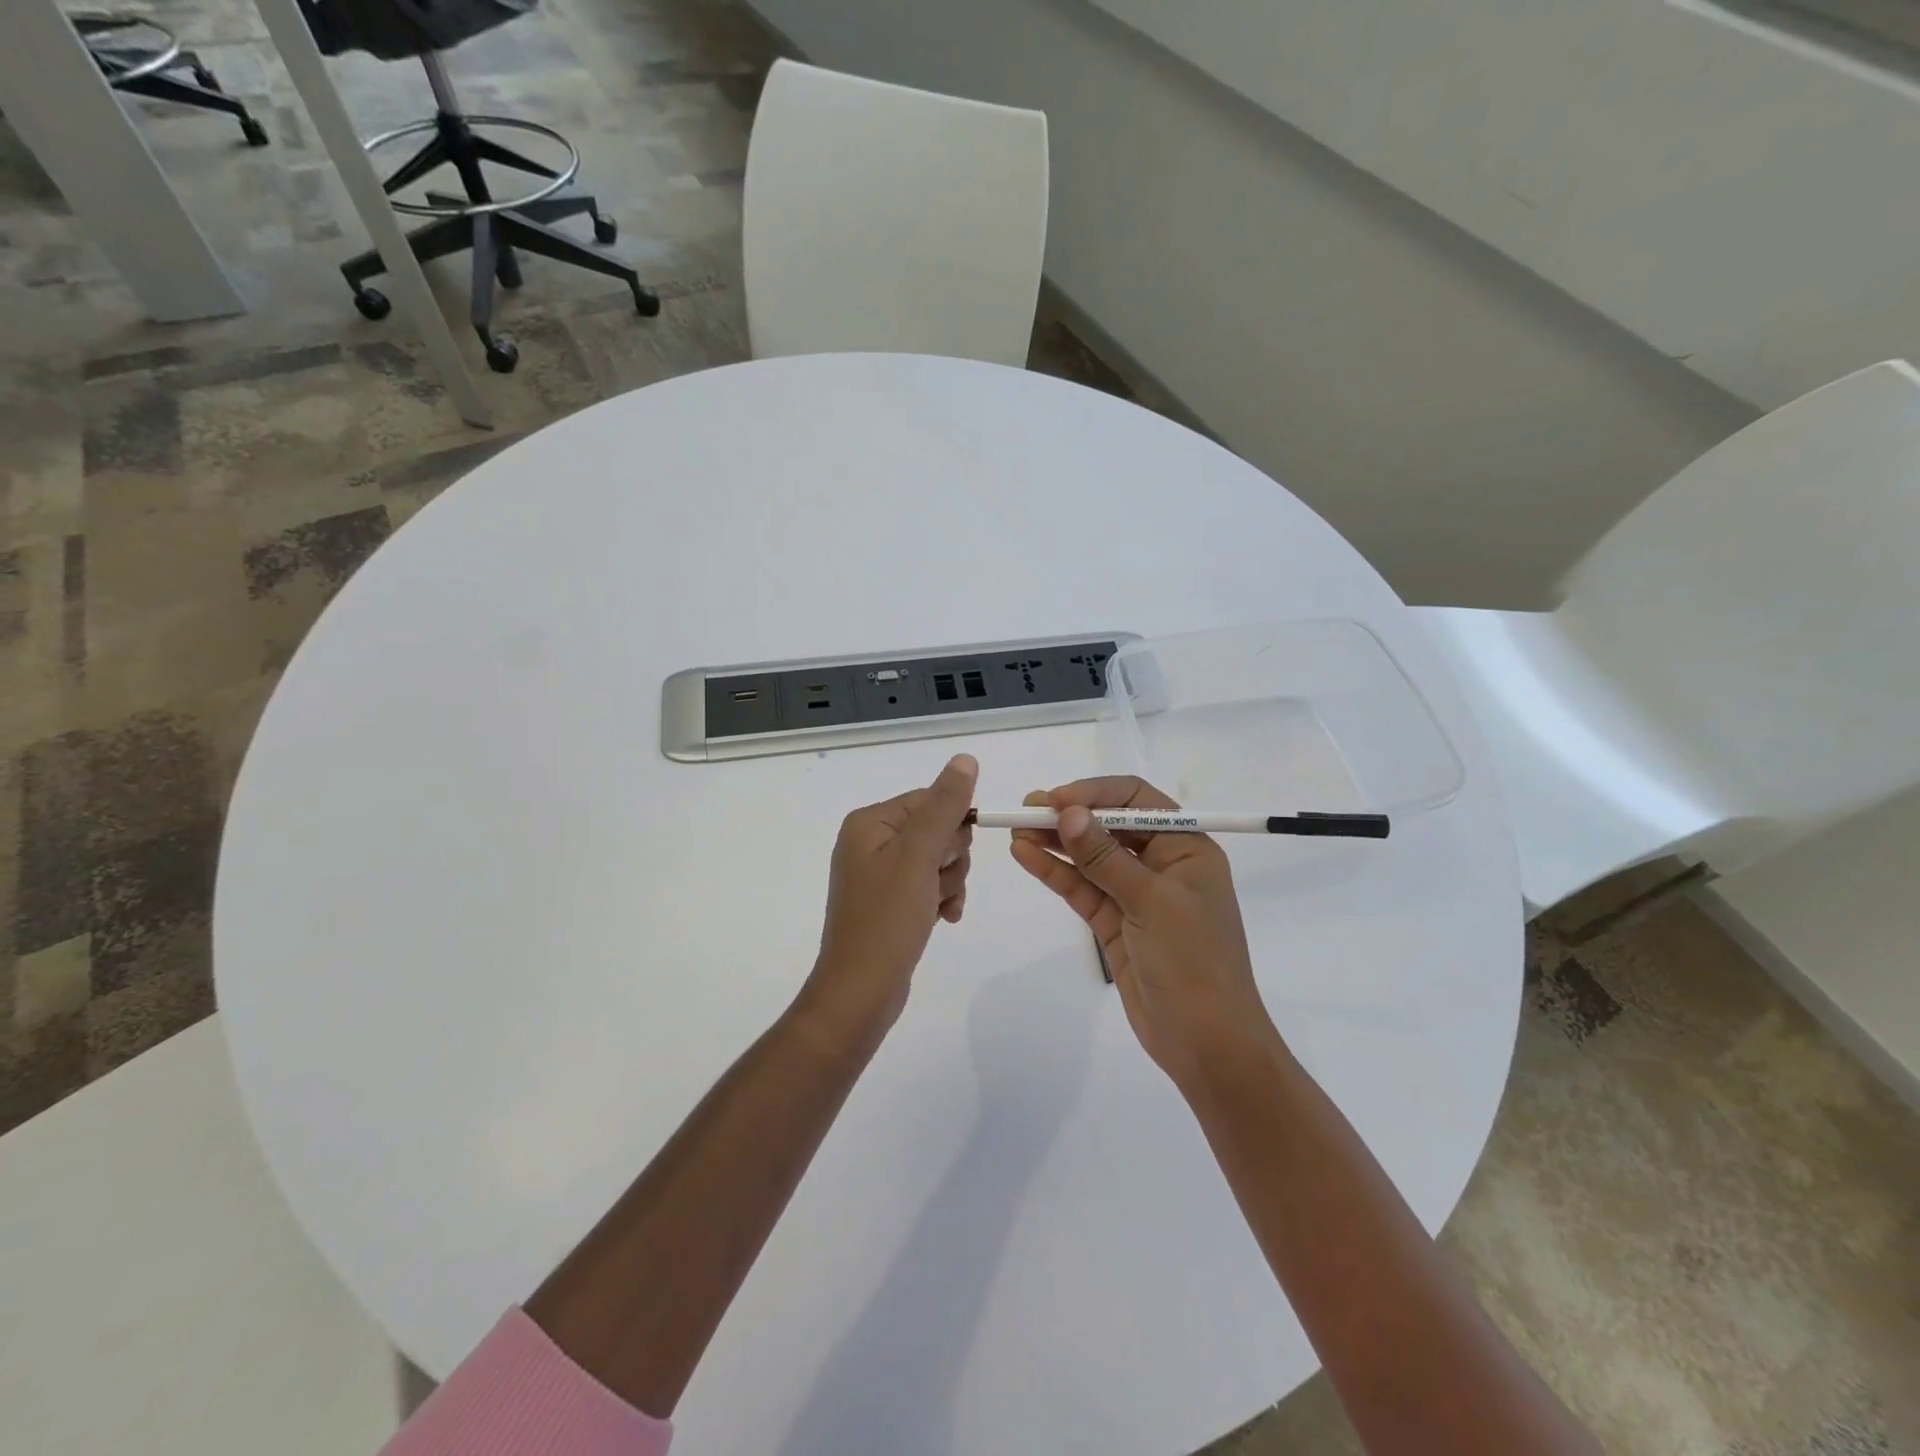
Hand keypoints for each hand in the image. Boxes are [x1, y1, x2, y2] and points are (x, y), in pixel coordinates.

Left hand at [797, 754, 977, 1048]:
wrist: (861, 991)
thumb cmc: (887, 919)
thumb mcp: (919, 856)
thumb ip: (945, 806)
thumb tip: (965, 759)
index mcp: (870, 822)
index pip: (929, 800)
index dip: (951, 827)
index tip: (945, 858)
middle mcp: (870, 841)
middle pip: (937, 829)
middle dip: (949, 859)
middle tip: (935, 884)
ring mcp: (879, 873)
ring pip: (939, 859)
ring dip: (949, 882)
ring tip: (936, 907)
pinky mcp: (890, 901)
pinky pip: (930, 885)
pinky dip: (942, 899)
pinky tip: (943, 919)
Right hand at [1008, 775, 1279, 1088]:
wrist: (1207, 1044)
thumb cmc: (1193, 962)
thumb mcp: (1151, 902)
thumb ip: (1104, 857)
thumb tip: (1067, 813)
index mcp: (1186, 847)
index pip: (1137, 800)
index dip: (1095, 794)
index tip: (1055, 800)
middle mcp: (1162, 863)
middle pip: (1109, 826)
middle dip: (1069, 816)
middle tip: (1025, 809)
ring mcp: (1136, 894)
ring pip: (1090, 857)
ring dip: (1056, 842)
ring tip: (1016, 828)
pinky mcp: (1115, 923)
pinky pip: (1082, 888)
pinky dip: (1056, 872)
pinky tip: (1026, 855)